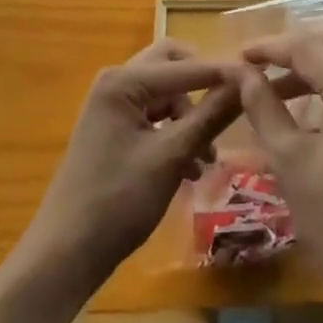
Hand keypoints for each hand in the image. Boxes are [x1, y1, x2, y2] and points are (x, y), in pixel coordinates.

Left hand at [22, 41, 242, 293]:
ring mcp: (112, 106)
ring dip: (190, 117)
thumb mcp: (171, 157)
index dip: (223, 73)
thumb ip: (210, 116)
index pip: (186, 66)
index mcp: (123, 81)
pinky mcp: (114, 129)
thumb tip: (246, 83)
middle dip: (202, 87)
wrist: (63, 256)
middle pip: (173, 67)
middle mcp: (116, 82)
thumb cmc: (117, 202)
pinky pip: (154, 116)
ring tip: (207, 160)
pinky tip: (190, 168)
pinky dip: (175, 133)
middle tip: (228, 110)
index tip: (258, 81)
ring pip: (166, 94)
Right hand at [238, 25, 322, 310]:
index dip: (269, 46)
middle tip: (258, 68)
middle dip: (293, 49)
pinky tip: (318, 106)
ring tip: (280, 89)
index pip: (305, 46)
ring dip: (317, 63)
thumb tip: (241, 72)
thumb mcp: (292, 165)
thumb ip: (264, 108)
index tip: (240, 57)